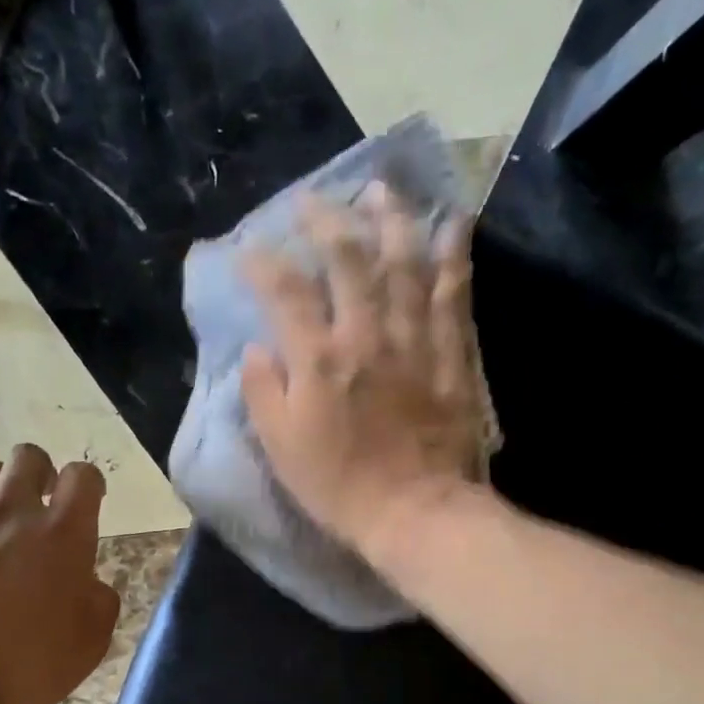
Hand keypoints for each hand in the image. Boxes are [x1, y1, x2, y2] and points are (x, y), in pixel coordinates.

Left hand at [0, 445, 119, 703]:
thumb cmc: (22, 665)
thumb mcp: (88, 645)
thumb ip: (100, 603)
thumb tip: (91, 585)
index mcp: (62, 534)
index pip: (82, 477)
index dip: (89, 484)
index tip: (89, 502)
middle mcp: (12, 512)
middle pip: (29, 457)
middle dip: (41, 473)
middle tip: (42, 505)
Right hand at [240, 187, 486, 560]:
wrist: (416, 514)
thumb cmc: (340, 488)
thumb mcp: (281, 449)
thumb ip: (263, 393)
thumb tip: (257, 349)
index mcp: (319, 360)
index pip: (286, 292)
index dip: (263, 264)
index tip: (249, 252)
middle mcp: (367, 335)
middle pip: (348, 259)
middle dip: (327, 220)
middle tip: (313, 200)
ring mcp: (414, 341)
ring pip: (405, 263)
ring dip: (392, 219)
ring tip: (382, 189)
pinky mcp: (452, 355)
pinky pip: (454, 294)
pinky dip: (454, 255)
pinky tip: (453, 224)